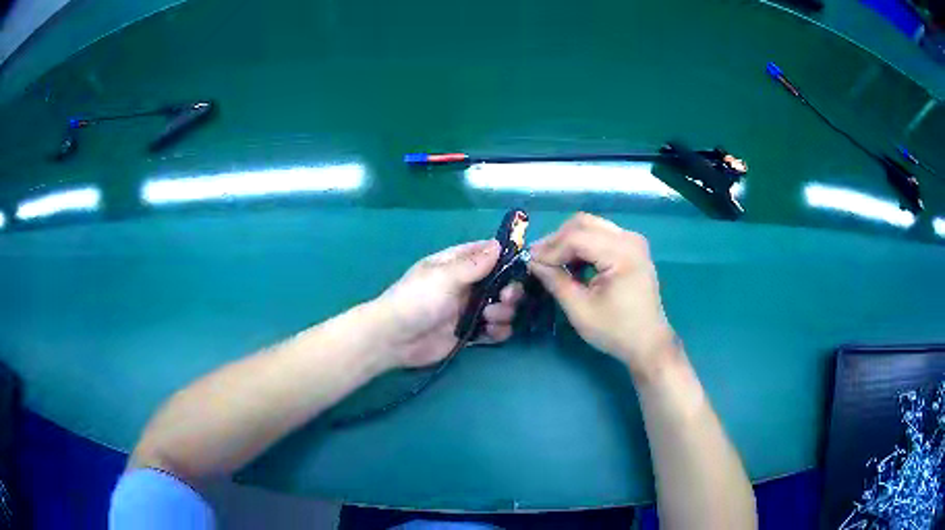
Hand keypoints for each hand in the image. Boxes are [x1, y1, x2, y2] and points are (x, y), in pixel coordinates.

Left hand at [373, 240, 524, 368]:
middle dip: (510, 289)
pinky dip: (499, 331)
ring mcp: (468, 310)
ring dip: (504, 312)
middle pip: (500, 283)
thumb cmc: (416, 300)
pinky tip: (492, 332)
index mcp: (456, 265)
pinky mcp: (469, 333)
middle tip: (506, 297)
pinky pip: (493, 330)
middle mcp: (466, 285)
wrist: (394, 339)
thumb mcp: (444, 276)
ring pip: (501, 307)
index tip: (523, 263)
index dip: (505, 256)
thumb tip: (498, 244)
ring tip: (490, 318)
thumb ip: (473, 264)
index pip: (486, 253)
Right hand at [527, 214, 675, 378]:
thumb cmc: (615, 330)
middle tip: (538, 258)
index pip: (577, 238)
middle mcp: (630, 239)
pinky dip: (583, 244)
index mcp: (622, 254)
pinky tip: (572, 263)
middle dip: (558, 239)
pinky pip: (601, 235)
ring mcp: (633, 241)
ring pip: (591, 226)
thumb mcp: (580, 310)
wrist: (648, 342)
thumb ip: (556, 281)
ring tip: (552, 261)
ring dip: (569, 240)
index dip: (550, 248)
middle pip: (584, 223)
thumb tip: (533, 262)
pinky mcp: (632, 248)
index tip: (529, 261)